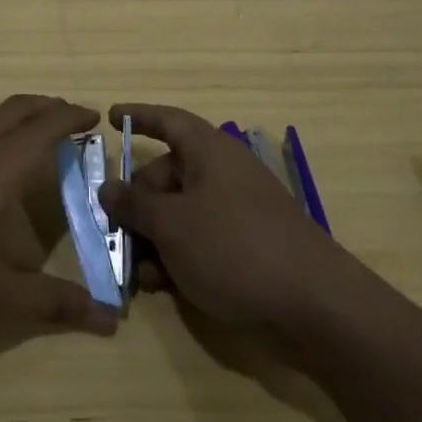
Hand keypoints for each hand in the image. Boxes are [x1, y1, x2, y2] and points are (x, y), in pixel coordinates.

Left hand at [0, 96, 119, 365]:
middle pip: (10, 111)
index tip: (96, 118)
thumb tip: (112, 318)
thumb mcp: (2, 303)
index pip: (40, 126)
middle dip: (45, 110)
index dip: (70, 117)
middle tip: (74, 125)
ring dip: (15, 130)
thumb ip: (60, 303)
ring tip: (38, 158)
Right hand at [99, 103, 348, 333]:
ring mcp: (236, 211)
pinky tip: (162, 286)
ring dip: (153, 238)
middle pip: (167, 175)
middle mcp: (222, 173)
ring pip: (180, 213)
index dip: (138, 116)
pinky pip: (200, 239)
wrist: (314, 304)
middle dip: (137, 203)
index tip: (110, 118)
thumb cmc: (234, 247)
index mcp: (209, 151)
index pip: (168, 121)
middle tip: (113, 232)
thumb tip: (108, 188)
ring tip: (137, 272)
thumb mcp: (172, 225)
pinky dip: (177, 256)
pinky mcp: (247, 246)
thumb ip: (134, 205)